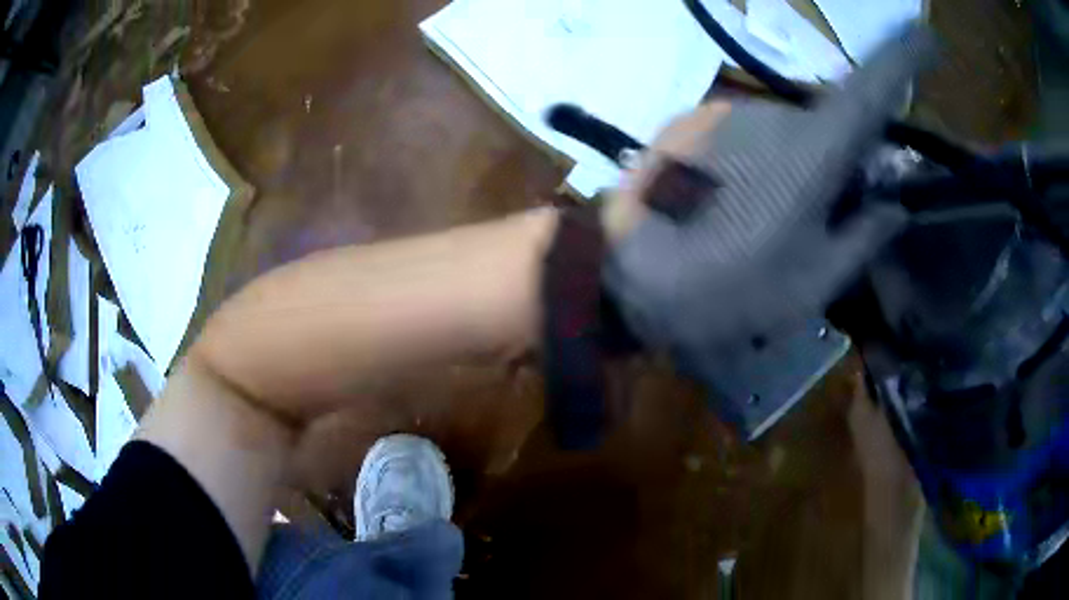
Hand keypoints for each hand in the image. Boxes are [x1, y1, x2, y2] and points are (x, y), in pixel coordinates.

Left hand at [601, 25, 932, 386]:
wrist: (621, 279)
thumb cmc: (722, 293)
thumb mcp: (810, 286)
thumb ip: (861, 240)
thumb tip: (893, 207)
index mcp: (811, 152)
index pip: (870, 90)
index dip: (903, 59)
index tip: (928, 37)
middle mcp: (771, 113)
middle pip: (832, 122)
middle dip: (844, 161)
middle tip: (828, 218)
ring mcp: (727, 111)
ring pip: (790, 131)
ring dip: (799, 168)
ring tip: (770, 223)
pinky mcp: (694, 120)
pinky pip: (751, 136)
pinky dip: (763, 164)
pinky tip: (736, 206)